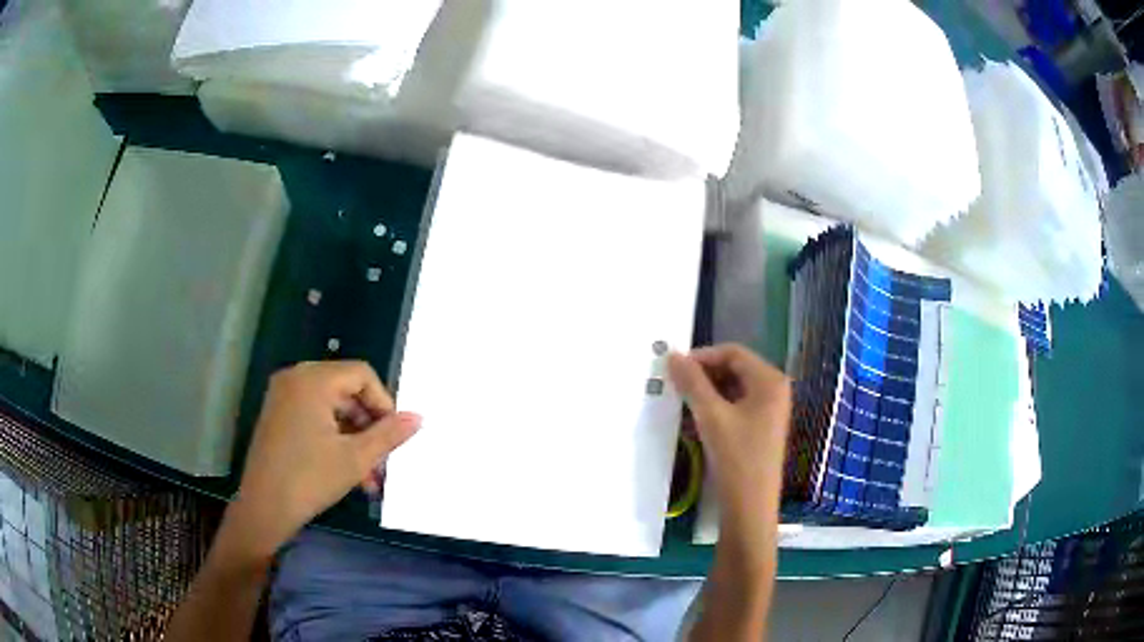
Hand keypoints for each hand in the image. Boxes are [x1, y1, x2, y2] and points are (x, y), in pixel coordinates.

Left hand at [219, 361, 420, 563]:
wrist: (263, 508)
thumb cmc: (310, 479)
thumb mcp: (356, 458)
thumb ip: (389, 434)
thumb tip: (419, 418)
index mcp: (313, 380)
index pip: (361, 374)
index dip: (383, 403)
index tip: (393, 436)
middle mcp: (296, 378)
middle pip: (347, 391)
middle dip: (369, 427)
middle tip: (383, 460)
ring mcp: (283, 397)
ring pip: (332, 409)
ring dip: (354, 440)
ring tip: (370, 477)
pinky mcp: (278, 415)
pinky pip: (315, 417)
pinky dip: (334, 439)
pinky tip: (349, 473)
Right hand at [668, 344, 789, 526]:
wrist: (750, 507)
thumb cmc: (736, 457)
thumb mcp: (711, 416)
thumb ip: (692, 383)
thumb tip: (672, 355)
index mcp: (769, 381)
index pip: (733, 352)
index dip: (703, 357)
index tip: (675, 369)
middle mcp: (774, 390)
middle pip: (734, 369)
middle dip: (704, 375)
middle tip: (675, 386)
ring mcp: (769, 411)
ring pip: (733, 389)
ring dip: (707, 393)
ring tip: (681, 405)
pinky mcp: (761, 429)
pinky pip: (736, 407)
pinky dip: (715, 409)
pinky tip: (694, 422)